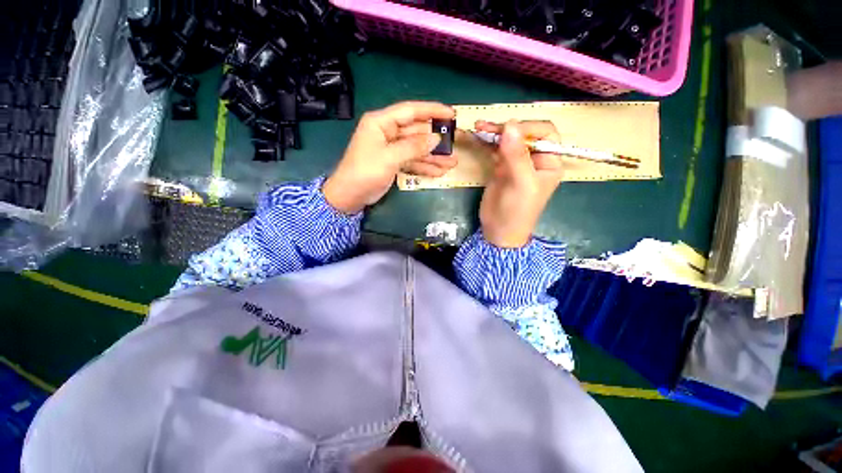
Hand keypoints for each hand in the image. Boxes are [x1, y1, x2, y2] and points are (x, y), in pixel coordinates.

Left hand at [323, 101, 456, 212]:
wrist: (350, 196)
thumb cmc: (365, 172)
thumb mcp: (390, 158)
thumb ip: (413, 147)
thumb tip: (436, 138)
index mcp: (381, 122)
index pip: (411, 111)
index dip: (432, 111)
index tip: (451, 114)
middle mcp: (388, 132)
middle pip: (416, 132)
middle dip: (435, 141)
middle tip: (454, 145)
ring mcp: (391, 149)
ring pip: (417, 149)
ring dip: (433, 157)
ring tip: (452, 163)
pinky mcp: (394, 163)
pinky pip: (412, 161)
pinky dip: (424, 166)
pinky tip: (438, 172)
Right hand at [477, 120, 564, 247]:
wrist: (498, 231)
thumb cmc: (517, 211)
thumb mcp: (521, 183)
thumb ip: (516, 155)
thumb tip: (510, 124)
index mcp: (549, 161)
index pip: (544, 133)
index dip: (527, 127)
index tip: (507, 130)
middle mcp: (534, 159)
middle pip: (523, 133)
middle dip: (506, 128)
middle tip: (484, 127)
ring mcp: (516, 163)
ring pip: (507, 140)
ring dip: (493, 133)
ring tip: (477, 127)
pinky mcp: (500, 168)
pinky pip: (494, 150)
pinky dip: (485, 143)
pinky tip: (475, 137)